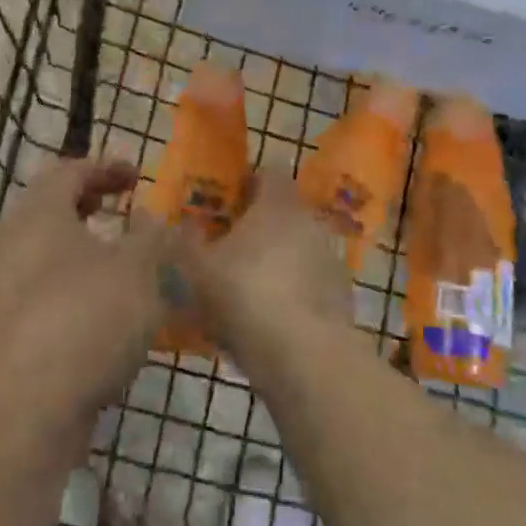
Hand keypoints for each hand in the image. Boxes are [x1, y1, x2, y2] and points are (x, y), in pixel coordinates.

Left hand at [0, 157, 168, 425]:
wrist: (24, 411)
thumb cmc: (85, 318)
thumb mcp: (140, 269)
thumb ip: (156, 238)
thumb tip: (160, 221)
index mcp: (39, 214)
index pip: (68, 171)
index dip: (105, 167)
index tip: (138, 175)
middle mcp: (12, 245)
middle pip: (51, 210)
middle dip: (91, 206)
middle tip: (125, 211)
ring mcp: (3, 292)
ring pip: (48, 255)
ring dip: (86, 251)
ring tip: (125, 263)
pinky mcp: (7, 335)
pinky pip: (46, 295)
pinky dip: (77, 290)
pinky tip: (109, 315)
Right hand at [174, 170, 350, 368]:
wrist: (302, 354)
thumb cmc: (244, 295)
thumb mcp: (197, 268)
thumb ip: (187, 241)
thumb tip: (184, 224)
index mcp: (277, 203)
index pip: (270, 171)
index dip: (251, 181)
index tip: (232, 199)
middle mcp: (309, 221)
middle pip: (285, 211)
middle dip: (262, 225)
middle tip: (233, 247)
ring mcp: (330, 258)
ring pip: (300, 248)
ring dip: (280, 260)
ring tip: (251, 289)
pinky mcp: (342, 295)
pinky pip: (312, 283)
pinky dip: (296, 292)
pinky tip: (275, 320)